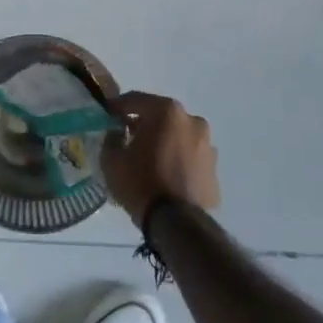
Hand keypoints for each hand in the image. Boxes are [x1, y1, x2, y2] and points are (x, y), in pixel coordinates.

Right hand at [101, 91, 220, 222]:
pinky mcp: (214, 170)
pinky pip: (190, 158)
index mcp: (167, 112)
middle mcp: (192, 121)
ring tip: (149, 161)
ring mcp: (207, 146)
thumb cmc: (140, 183)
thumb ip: (111, 138)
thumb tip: (118, 133)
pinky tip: (165, 177)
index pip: (136, 100)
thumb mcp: (111, 159)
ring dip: (164, 143)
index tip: (108, 115)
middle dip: (144, 124)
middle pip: (161, 117)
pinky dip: (178, 161)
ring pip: (178, 137)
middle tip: (128, 138)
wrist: (177, 223)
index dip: (118, 106)